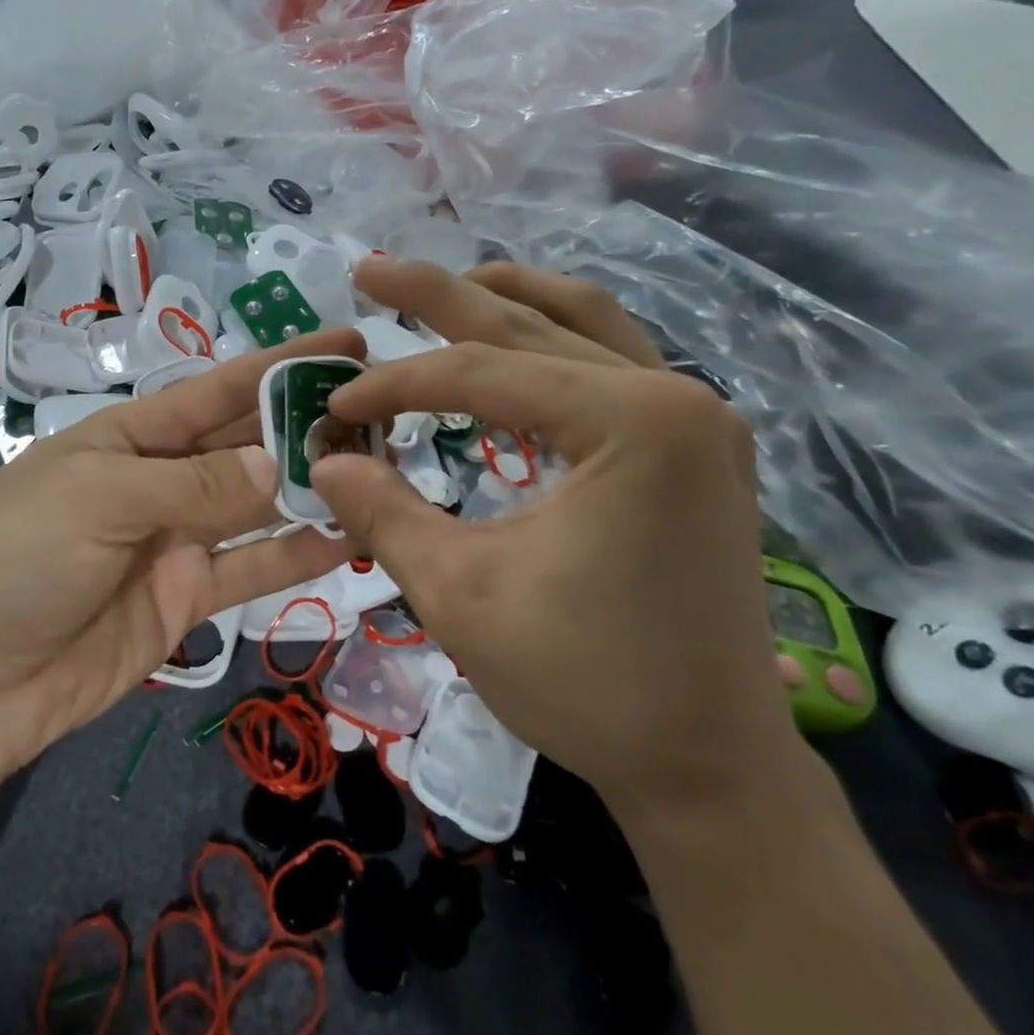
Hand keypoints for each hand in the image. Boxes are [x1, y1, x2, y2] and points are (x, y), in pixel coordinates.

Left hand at [0, 331, 360, 798]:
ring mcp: (174, 543)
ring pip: (257, 508)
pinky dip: (295, 556)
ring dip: (311, 490)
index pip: (217, 390)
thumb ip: (196, 484)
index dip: (280, 365)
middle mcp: (158, 481)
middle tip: (384, 416)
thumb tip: (277, 465)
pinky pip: (249, 570)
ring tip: (381, 474)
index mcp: (129, 436)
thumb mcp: (101, 499)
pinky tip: (349, 540)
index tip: (347, 344)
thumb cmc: (16, 559)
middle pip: (244, 446)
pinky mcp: (184, 602)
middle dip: (306, 427)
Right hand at [309, 258, 800, 816]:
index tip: (334, 408)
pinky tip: (511, 348)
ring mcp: (696, 418)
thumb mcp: (458, 594)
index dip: (395, 386)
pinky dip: (550, 343)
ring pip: (586, 324)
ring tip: (445, 288)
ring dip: (506, 301)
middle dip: (441, 296)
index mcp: (632, 425)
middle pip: (533, 323)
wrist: (708, 765)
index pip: (482, 375)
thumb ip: (382, 512)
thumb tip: (325, 459)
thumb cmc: (586, 683)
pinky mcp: (695, 448)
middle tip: (371, 269)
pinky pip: (612, 364)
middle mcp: (676, 398)